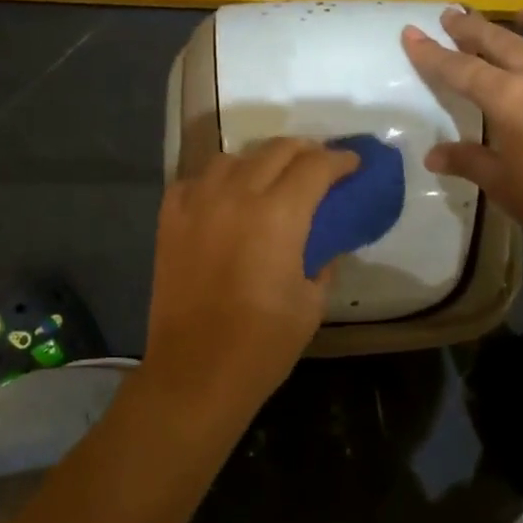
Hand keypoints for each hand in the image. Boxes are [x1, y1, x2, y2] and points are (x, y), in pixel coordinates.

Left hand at [141, 138, 358, 421]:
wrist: (196, 372)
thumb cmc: (263, 344)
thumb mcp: (311, 302)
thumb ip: (324, 260)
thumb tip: (325, 242)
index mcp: (279, 215)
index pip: (315, 166)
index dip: (340, 161)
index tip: (353, 165)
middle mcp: (236, 196)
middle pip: (275, 150)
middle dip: (305, 150)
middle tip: (320, 165)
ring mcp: (197, 205)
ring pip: (232, 158)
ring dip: (260, 161)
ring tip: (273, 177)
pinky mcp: (169, 221)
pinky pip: (195, 181)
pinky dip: (217, 181)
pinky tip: (226, 197)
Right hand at [403, 9, 522, 260]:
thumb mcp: (502, 185)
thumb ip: (468, 162)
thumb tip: (433, 155)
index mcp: (508, 99)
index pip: (460, 71)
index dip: (432, 54)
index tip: (411, 34)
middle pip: (501, 42)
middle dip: (473, 28)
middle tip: (453, 14)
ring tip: (518, 13)